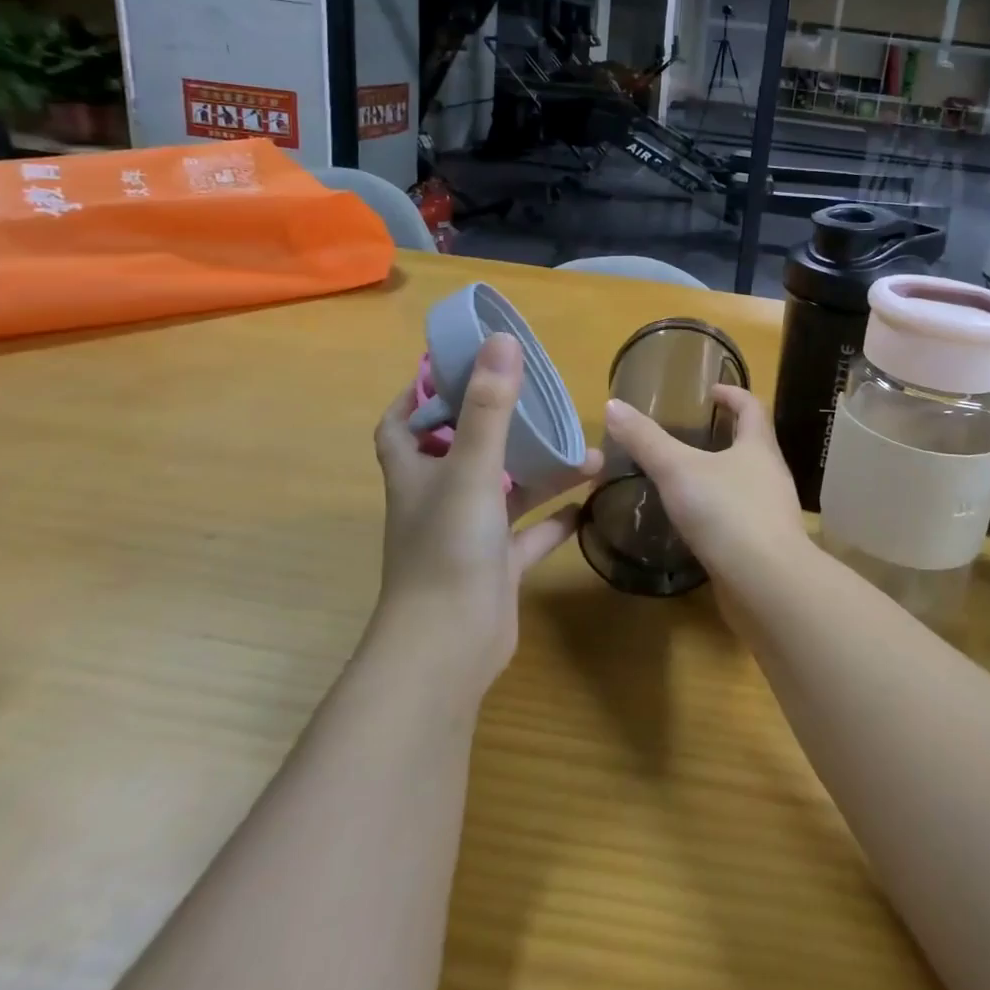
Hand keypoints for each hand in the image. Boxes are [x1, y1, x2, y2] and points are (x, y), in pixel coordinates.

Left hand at [373, 333, 601, 692]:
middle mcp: (438, 500)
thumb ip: (489, 406)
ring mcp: (468, 535)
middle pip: (461, 451)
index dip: (418, 395)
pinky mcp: (497, 567)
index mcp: (417, 473)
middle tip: (535, 399)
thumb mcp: (472, 468)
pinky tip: (588, 500)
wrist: (448, 648)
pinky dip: (556, 518)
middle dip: (495, 424)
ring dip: (541, 470)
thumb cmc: (448, 549)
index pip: (401, 424)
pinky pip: (530, 534)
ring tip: (586, 450)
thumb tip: (502, 340)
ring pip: (506, 490)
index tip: (453, 368)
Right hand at [601, 386, 806, 584]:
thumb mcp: (677, 470)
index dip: (733, 394)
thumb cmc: (726, 512)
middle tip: (693, 435)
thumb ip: (646, 440)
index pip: (752, 407)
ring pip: (748, 483)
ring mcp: (773, 512)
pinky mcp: (766, 546)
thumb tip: (613, 405)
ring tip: (689, 479)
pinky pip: (743, 518)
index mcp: (758, 447)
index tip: (711, 392)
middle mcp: (772, 475)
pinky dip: (722, 513)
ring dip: (724, 476)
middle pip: (754, 444)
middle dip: (727, 436)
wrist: (767, 584)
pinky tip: (698, 525)